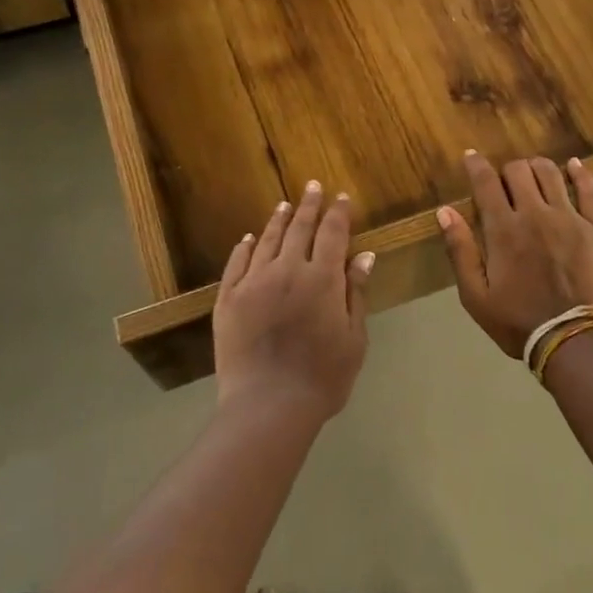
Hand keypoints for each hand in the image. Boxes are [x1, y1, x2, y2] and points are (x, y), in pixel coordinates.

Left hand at [214, 181, 374, 419]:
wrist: (268, 406)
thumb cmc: (323, 377)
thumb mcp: (354, 338)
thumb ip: (356, 293)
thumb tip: (364, 256)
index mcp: (322, 279)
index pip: (333, 234)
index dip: (338, 213)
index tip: (342, 197)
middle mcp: (287, 270)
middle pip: (299, 229)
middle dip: (309, 206)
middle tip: (312, 186)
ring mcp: (253, 283)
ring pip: (266, 241)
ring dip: (277, 220)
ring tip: (284, 205)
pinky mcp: (228, 299)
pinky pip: (236, 264)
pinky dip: (244, 247)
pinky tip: (248, 239)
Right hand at [437, 152, 592, 359]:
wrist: (572, 339)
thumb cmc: (516, 321)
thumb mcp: (475, 295)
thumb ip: (460, 250)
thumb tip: (444, 211)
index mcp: (503, 229)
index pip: (486, 182)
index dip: (476, 165)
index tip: (470, 157)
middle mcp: (535, 214)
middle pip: (518, 170)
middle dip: (505, 170)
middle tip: (502, 184)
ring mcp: (568, 218)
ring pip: (550, 172)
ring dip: (536, 167)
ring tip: (530, 176)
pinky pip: (588, 190)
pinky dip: (579, 173)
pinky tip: (572, 165)